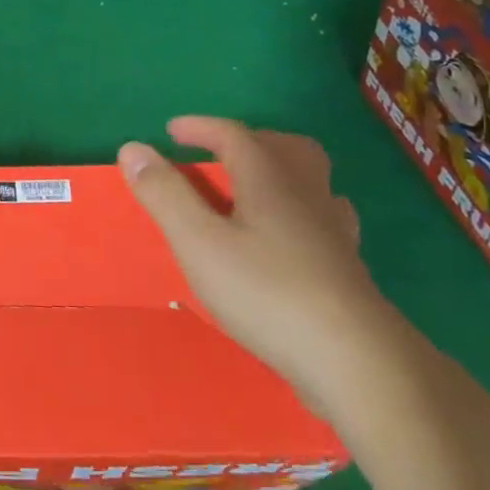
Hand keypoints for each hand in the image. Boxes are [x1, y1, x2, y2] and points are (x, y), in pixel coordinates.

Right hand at [119, 117, 394, 407]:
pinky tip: (287, 238)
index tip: (171, 130)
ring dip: (279, 173)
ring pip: (312, 182)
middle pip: (287, 148)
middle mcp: (306, 195)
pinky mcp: (346, 268)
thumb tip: (132, 148)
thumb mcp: (199, 242)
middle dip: (250, 141)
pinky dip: (298, 212)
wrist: (356, 362)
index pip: (235, 136)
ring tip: (250, 191)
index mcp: (269, 181)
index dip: (201, 127)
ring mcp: (333, 232)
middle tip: (218, 154)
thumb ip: (165, 194)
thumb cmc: (267, 293)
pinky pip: (324, 219)